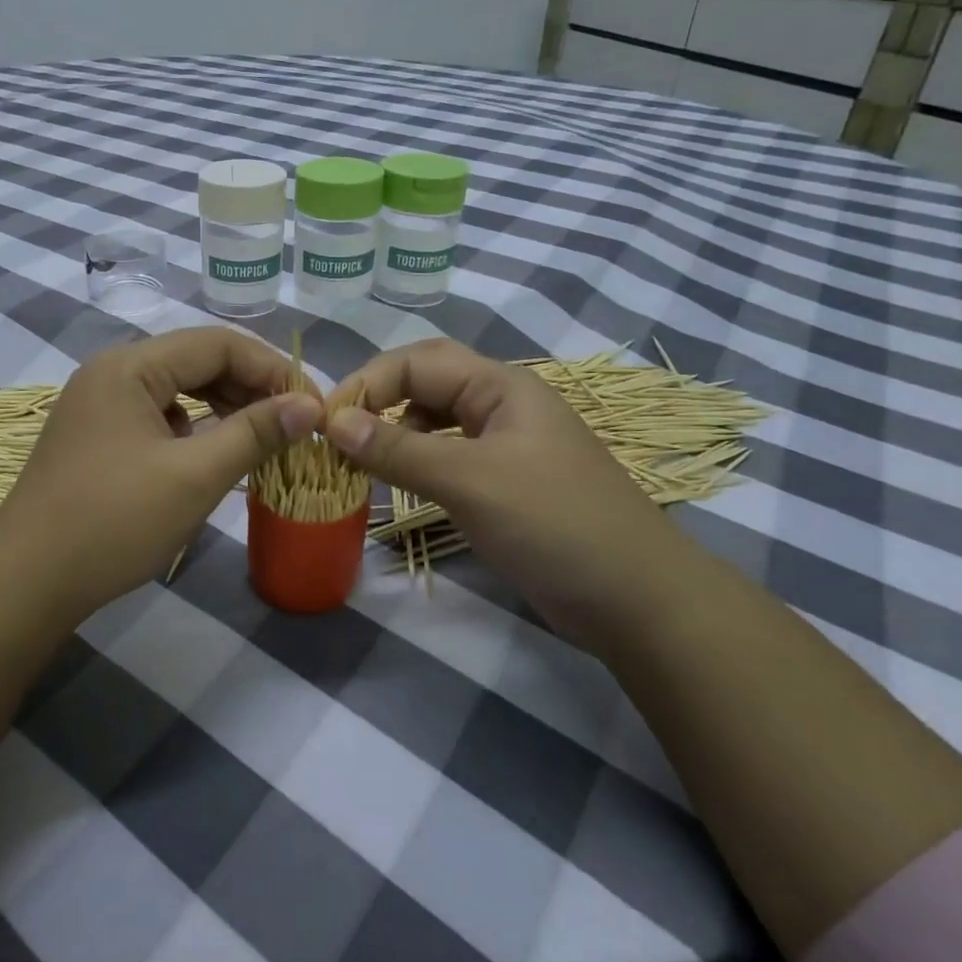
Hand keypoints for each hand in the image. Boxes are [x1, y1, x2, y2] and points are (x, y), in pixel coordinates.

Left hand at [0, 328, 322, 614]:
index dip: (271, 369)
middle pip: (196, 361)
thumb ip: (255, 432)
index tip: (311, 405)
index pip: (217, 343)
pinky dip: (193, 429)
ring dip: (223, 408)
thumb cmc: (115, 521)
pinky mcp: (96, 436)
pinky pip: (157, 416)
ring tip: (262, 438)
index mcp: (130, 366)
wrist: (28, 580)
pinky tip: (211, 455)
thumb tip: (311, 406)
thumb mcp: (195, 476)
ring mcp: (99, 404)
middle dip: (249, 388)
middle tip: (293, 424)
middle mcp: (111, 372)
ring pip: (177, 389)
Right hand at [324, 339, 685, 644]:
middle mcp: (501, 404)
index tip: (325, 422)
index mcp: (501, 385)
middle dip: (379, 401)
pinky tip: (402, 482)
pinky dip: (416, 461)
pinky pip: (446, 454)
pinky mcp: (503, 481)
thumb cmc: (553, 523)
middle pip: (425, 383)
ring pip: (433, 420)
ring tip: (363, 462)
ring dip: (394, 432)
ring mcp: (504, 444)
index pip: (416, 361)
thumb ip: (399, 449)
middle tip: (338, 435)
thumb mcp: (470, 481)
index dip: (367, 383)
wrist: (636, 599)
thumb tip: (333, 422)